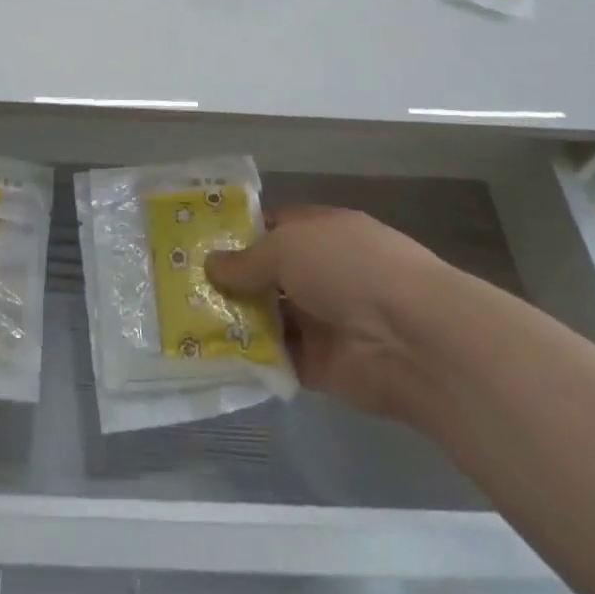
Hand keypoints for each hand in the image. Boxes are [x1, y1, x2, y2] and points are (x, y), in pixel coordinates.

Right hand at [207, 206, 447, 422]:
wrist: (412, 338)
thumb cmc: (348, 268)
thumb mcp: (287, 247)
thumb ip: (247, 260)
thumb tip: (211, 265)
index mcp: (321, 231)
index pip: (273, 227)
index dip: (239, 234)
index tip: (198, 243)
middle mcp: (323, 272)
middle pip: (269, 275)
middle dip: (231, 281)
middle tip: (182, 286)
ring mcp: (324, 320)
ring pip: (271, 317)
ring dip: (238, 321)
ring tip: (188, 322)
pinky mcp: (324, 366)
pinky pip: (280, 359)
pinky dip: (254, 359)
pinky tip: (214, 356)